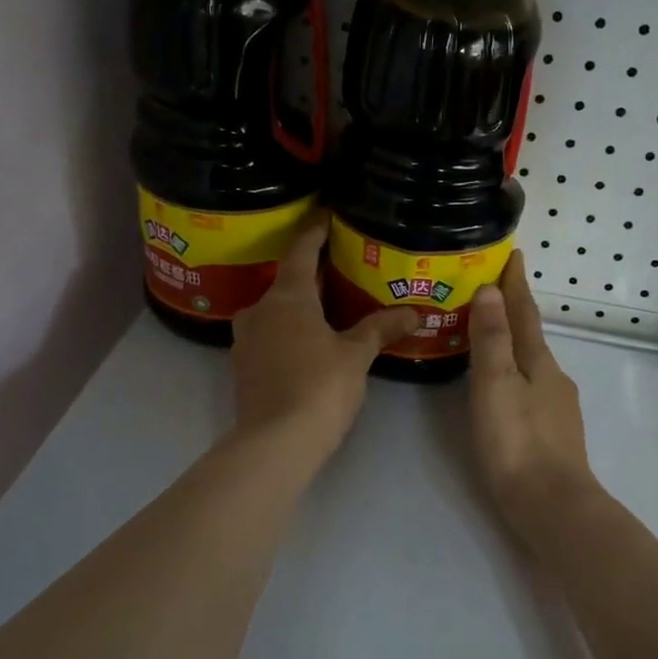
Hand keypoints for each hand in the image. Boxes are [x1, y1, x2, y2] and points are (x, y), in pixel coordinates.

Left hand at [230, 216, 418, 459]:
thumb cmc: (319, 387)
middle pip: (286, 281)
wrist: (276, 442)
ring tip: (326, 307)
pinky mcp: (243, 367)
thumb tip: (414, 312)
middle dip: (311, 274)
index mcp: (287, 297)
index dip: (315, 231)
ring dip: (297, 305)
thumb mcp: (356, 355)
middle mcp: (259, 310)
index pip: (300, 251)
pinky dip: (287, 331)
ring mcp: (246, 340)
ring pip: (274, 311)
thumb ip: (381, 328)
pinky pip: (268, 336)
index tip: (327, 216)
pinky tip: (308, 342)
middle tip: (339, 267)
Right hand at [468, 259, 592, 520]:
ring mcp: (557, 407)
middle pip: (530, 335)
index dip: (515, 284)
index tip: (513, 254)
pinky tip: (507, 388)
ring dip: (514, 343)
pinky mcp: (553, 433)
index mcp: (538, 361)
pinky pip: (531, 387)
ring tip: (491, 336)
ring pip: (532, 363)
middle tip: (490, 290)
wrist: (552, 505)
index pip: (524, 312)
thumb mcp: (496, 384)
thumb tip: (491, 289)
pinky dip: (516, 373)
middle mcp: (553, 378)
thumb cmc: (516, 441)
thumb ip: (492, 338)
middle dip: (513, 310)